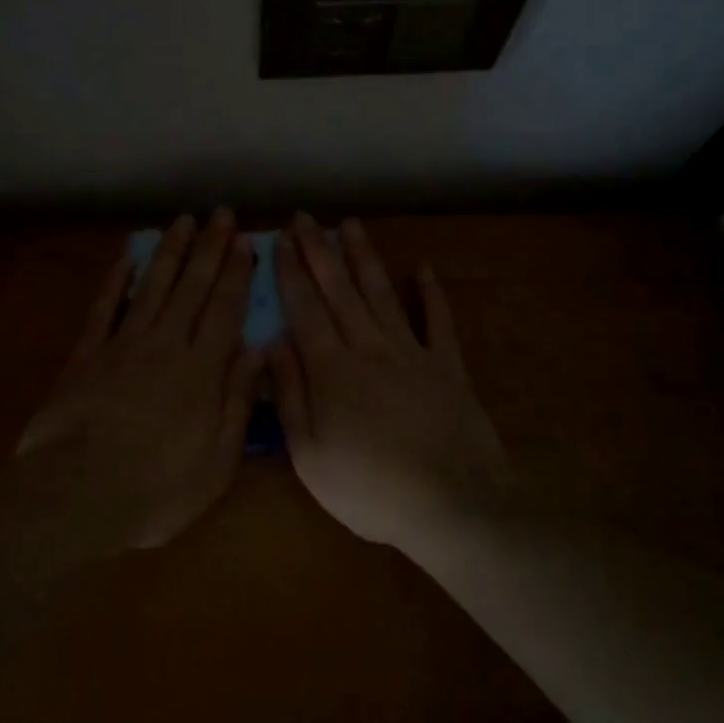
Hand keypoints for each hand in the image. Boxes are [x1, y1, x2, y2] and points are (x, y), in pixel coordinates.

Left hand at [16, 210, 262, 549]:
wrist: (78, 494)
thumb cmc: (159, 488)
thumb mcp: (218, 459)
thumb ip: (238, 401)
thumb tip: (257, 351)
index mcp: (202, 369)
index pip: (226, 308)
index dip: (238, 273)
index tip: (247, 241)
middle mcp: (166, 344)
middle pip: (192, 286)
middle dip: (210, 248)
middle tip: (221, 214)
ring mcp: (123, 344)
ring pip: (152, 286)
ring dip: (170, 251)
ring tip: (184, 221)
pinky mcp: (87, 354)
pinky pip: (104, 306)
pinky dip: (116, 279)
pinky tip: (127, 255)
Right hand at [267, 214, 511, 550]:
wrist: (452, 504)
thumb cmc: (370, 489)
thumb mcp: (310, 456)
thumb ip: (290, 396)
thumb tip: (270, 343)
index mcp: (332, 370)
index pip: (305, 310)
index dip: (290, 273)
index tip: (279, 240)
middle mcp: (369, 348)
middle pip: (339, 291)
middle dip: (320, 251)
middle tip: (306, 218)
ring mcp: (412, 353)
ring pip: (382, 294)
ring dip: (365, 258)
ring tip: (351, 225)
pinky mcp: (447, 367)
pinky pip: (438, 322)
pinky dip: (430, 294)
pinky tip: (423, 269)